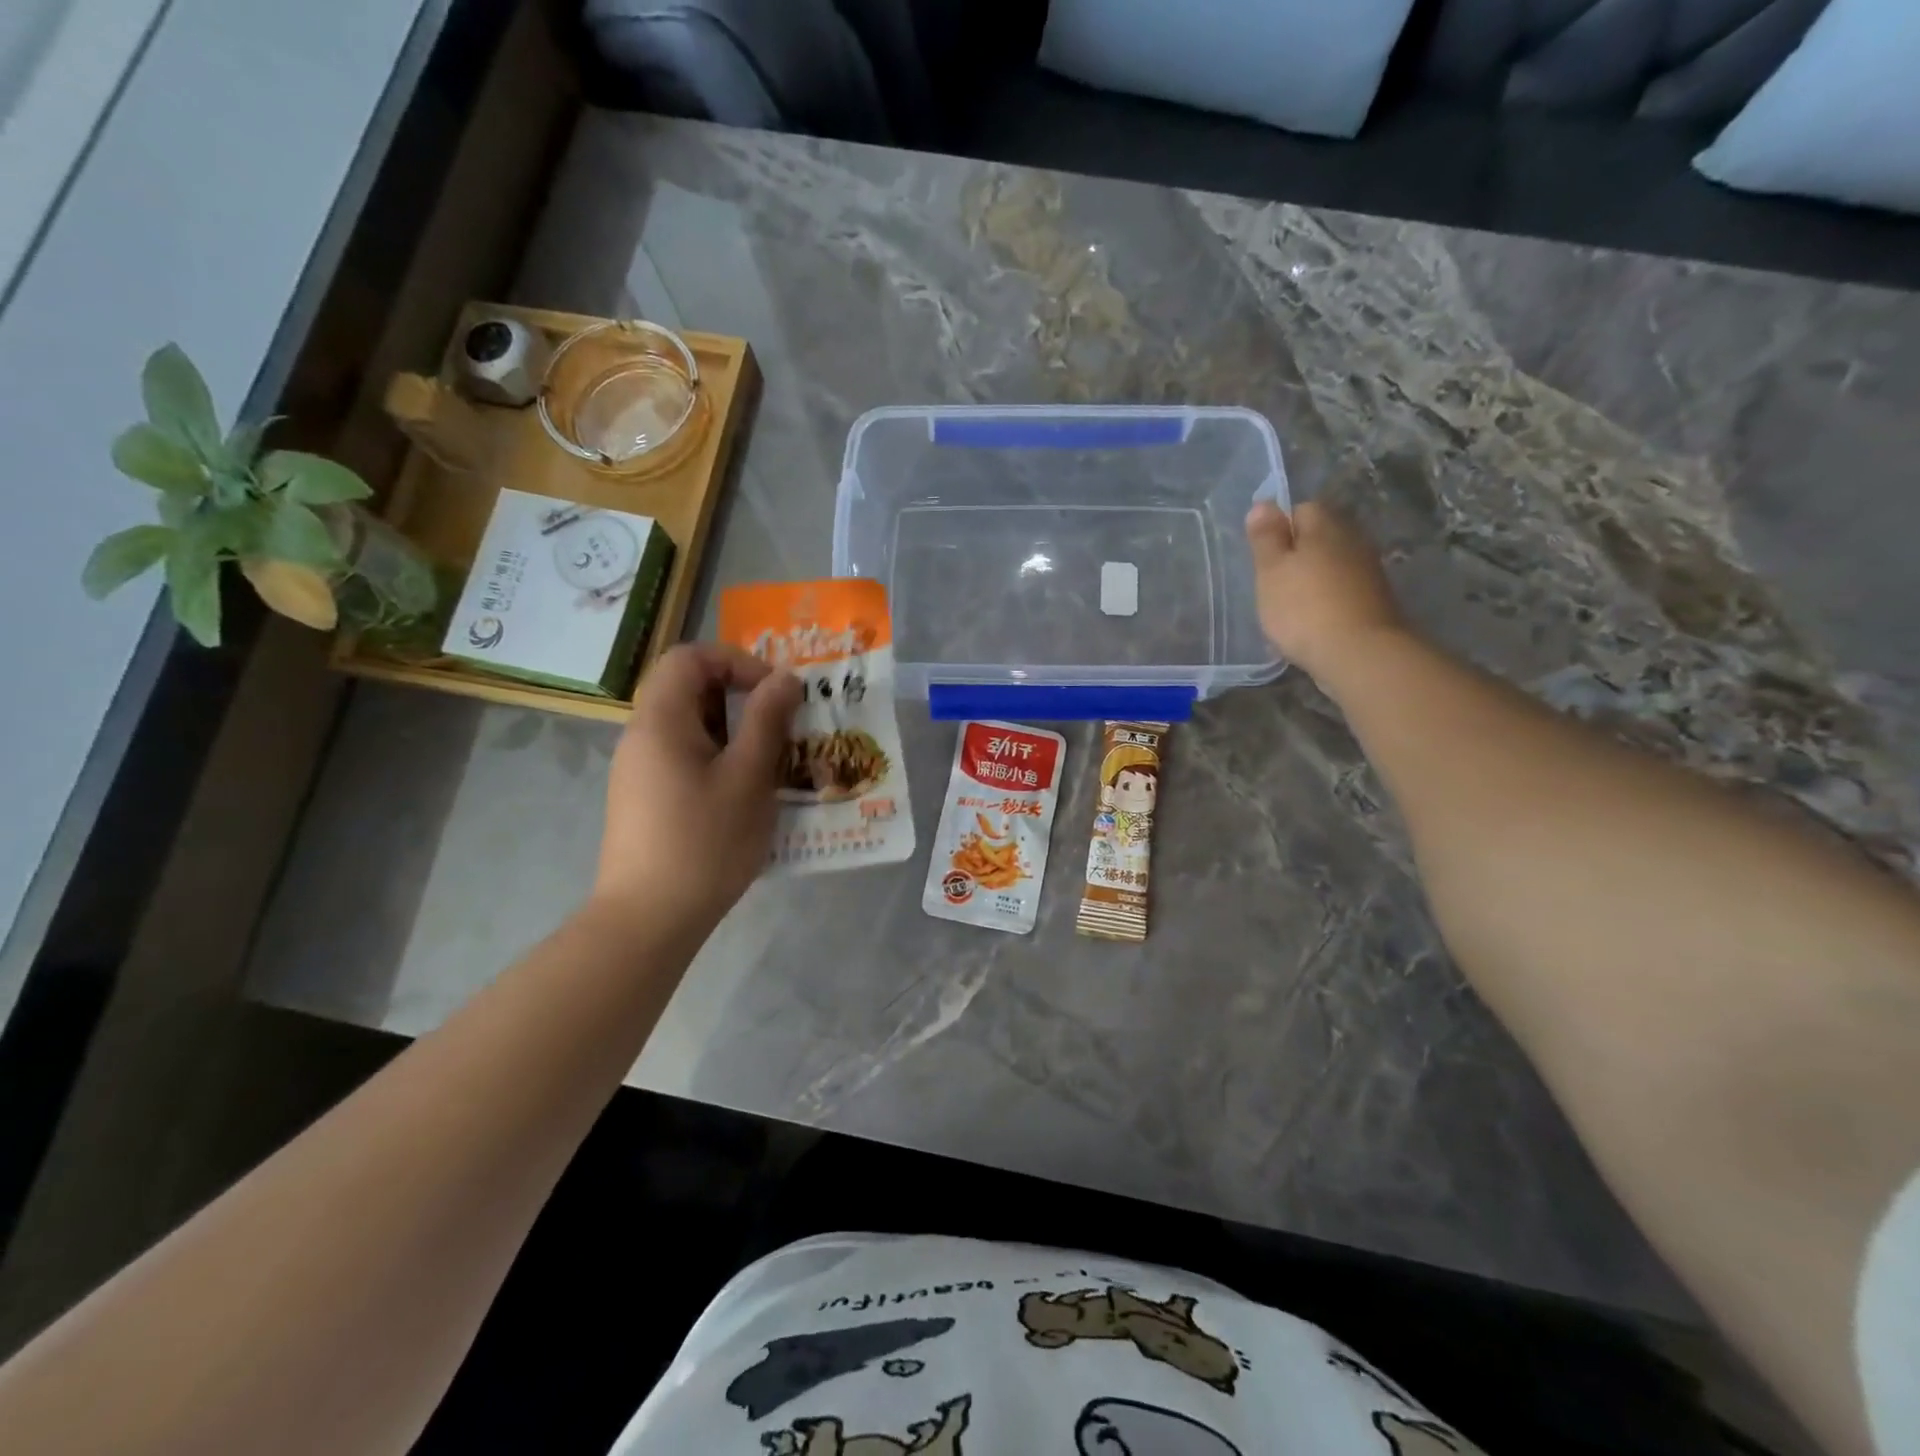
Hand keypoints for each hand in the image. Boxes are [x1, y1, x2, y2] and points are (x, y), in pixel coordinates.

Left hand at [593, 644, 800, 936]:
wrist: (648, 919)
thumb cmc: (705, 842)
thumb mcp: (749, 777)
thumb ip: (767, 720)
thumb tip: (784, 678)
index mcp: (661, 721)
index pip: (689, 657)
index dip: (736, 662)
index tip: (774, 693)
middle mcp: (641, 736)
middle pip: (688, 689)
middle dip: (740, 698)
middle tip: (781, 726)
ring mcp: (639, 770)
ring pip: (690, 726)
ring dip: (734, 731)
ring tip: (771, 761)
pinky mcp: (645, 799)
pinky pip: (684, 757)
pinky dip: (718, 758)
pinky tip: (744, 794)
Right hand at [1246, 500, 1407, 684]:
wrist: (1359, 654)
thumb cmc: (1304, 608)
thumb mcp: (1271, 571)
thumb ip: (1266, 538)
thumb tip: (1263, 504)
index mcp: (1325, 526)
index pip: (1301, 509)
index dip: (1279, 529)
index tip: (1265, 558)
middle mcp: (1353, 540)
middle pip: (1320, 537)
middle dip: (1298, 554)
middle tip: (1275, 583)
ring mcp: (1369, 571)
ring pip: (1333, 564)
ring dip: (1314, 579)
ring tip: (1292, 606)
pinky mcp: (1376, 600)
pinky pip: (1344, 590)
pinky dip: (1328, 600)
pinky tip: (1314, 622)